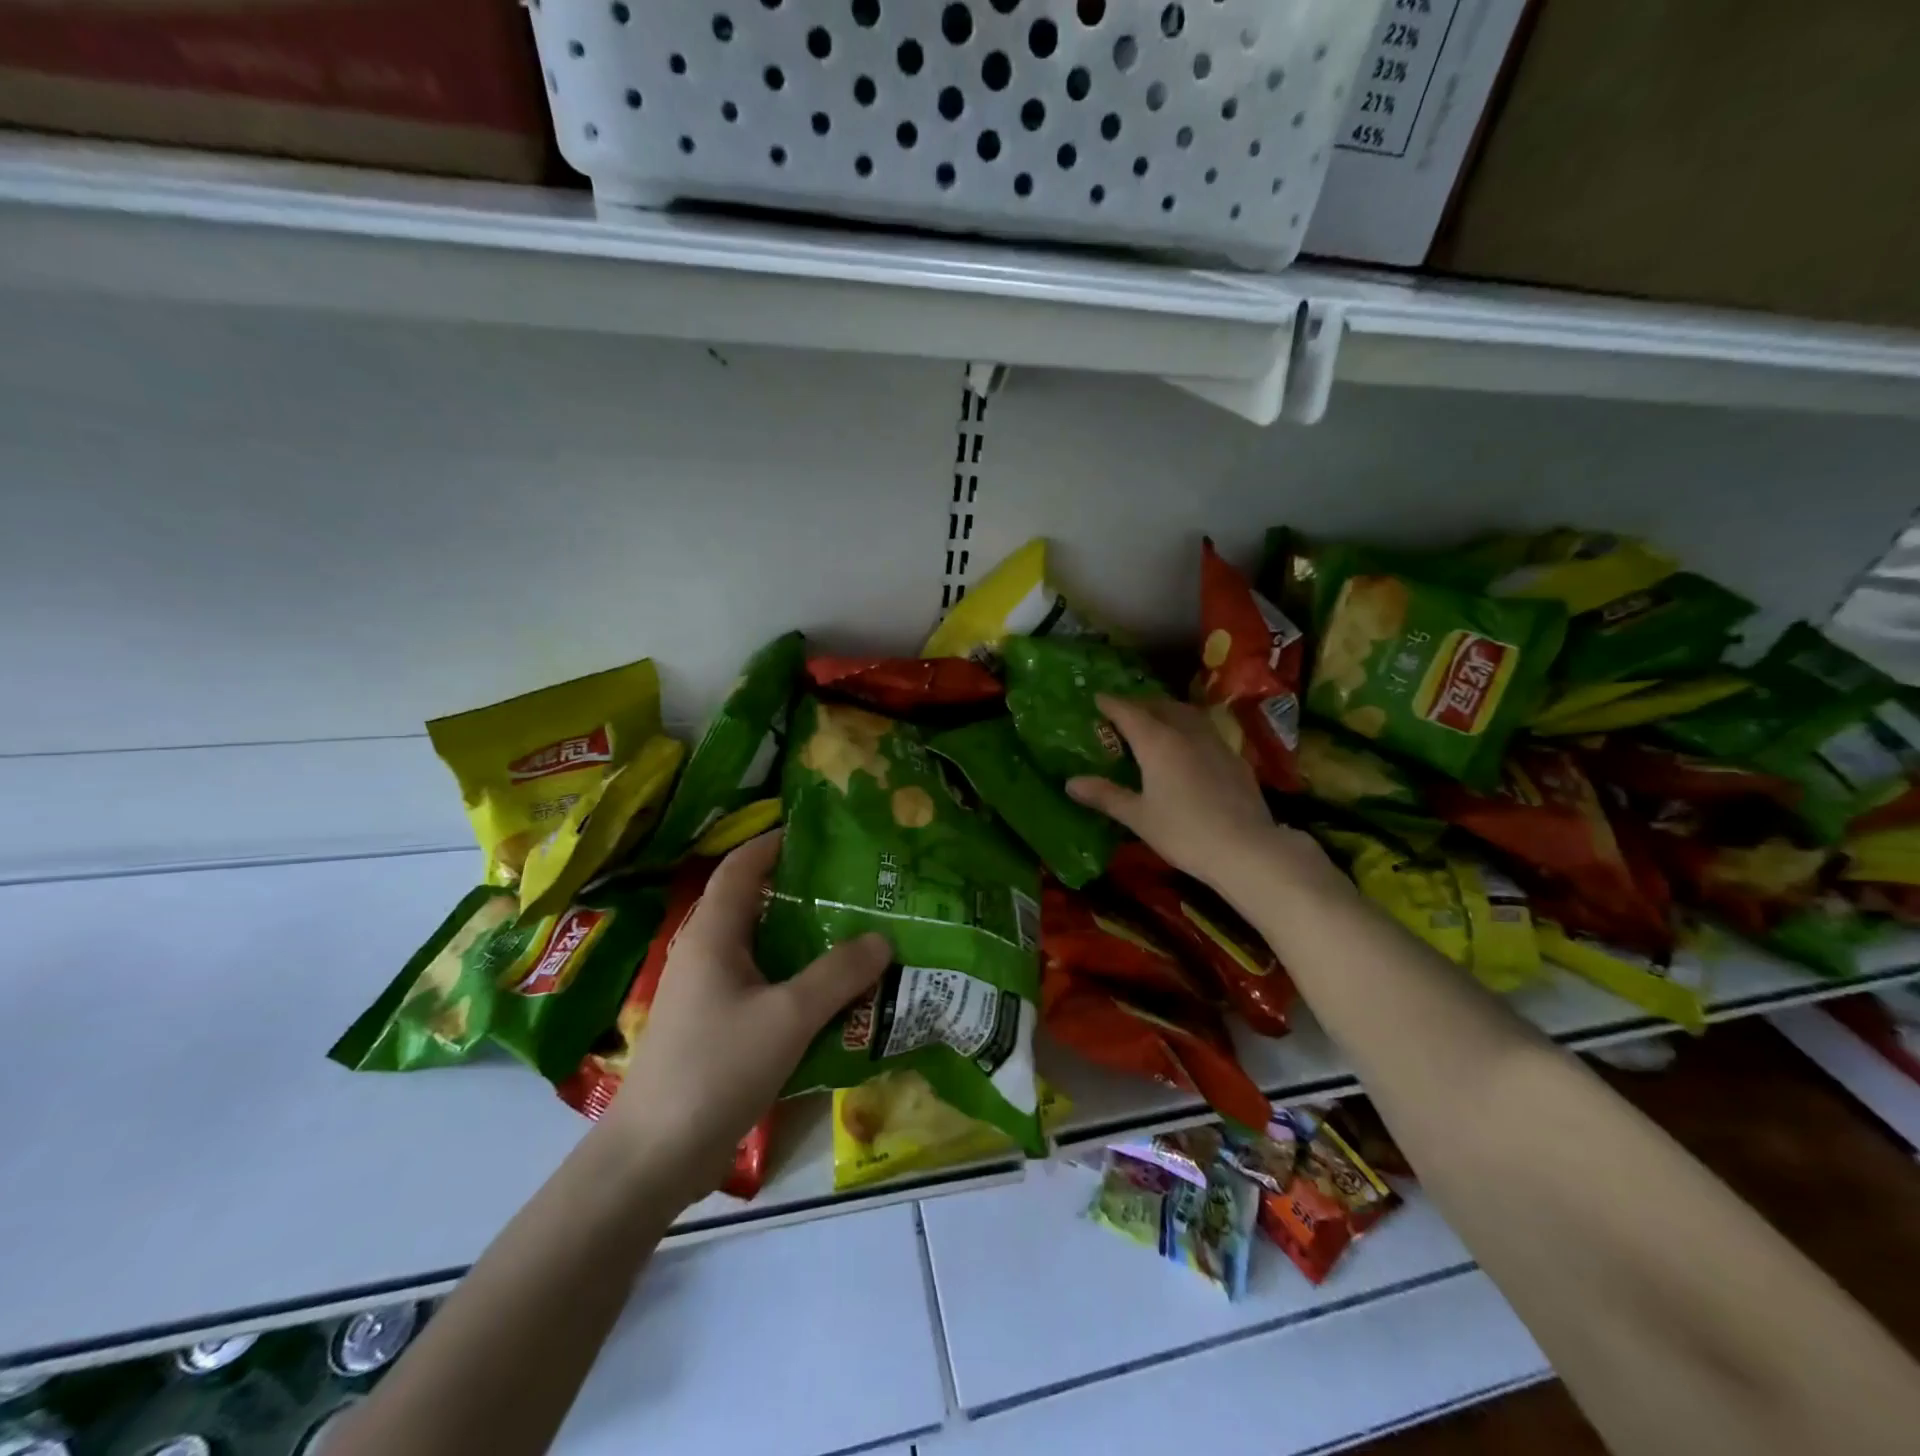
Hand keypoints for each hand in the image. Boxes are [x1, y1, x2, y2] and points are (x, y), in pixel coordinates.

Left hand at [600, 831, 889, 1207]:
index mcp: (713, 934)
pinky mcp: (717, 1026)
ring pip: (762, 947)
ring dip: (804, 937)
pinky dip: (797, 977)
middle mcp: (707, 953)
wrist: (653, 1158)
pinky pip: (763, 984)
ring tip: (856, 930)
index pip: (741, 865)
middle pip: (756, 902)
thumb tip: (883, 939)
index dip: (775, 841)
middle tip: (857, 884)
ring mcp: (709, 992)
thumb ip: (837, 975)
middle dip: (803, 889)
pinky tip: (834, 991)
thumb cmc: (715, 1069)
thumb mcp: (787, 1017)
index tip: (822, 832)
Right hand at [1067, 694, 1322, 899]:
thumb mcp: (1138, 817)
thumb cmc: (1183, 832)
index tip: (1097, 698)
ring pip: (1187, 714)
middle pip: (1160, 706)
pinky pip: (1206, 731)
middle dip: (1139, 704)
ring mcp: (1215, 743)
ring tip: (1155, 722)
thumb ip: (1105, 795)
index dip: (1111, 703)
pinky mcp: (1234, 759)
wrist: (1246, 848)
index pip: (1129, 712)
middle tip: (1123, 712)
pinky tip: (1188, 748)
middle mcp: (1186, 733)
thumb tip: (1071, 782)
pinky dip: (1188, 729)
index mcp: (1158, 742)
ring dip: (1167, 711)